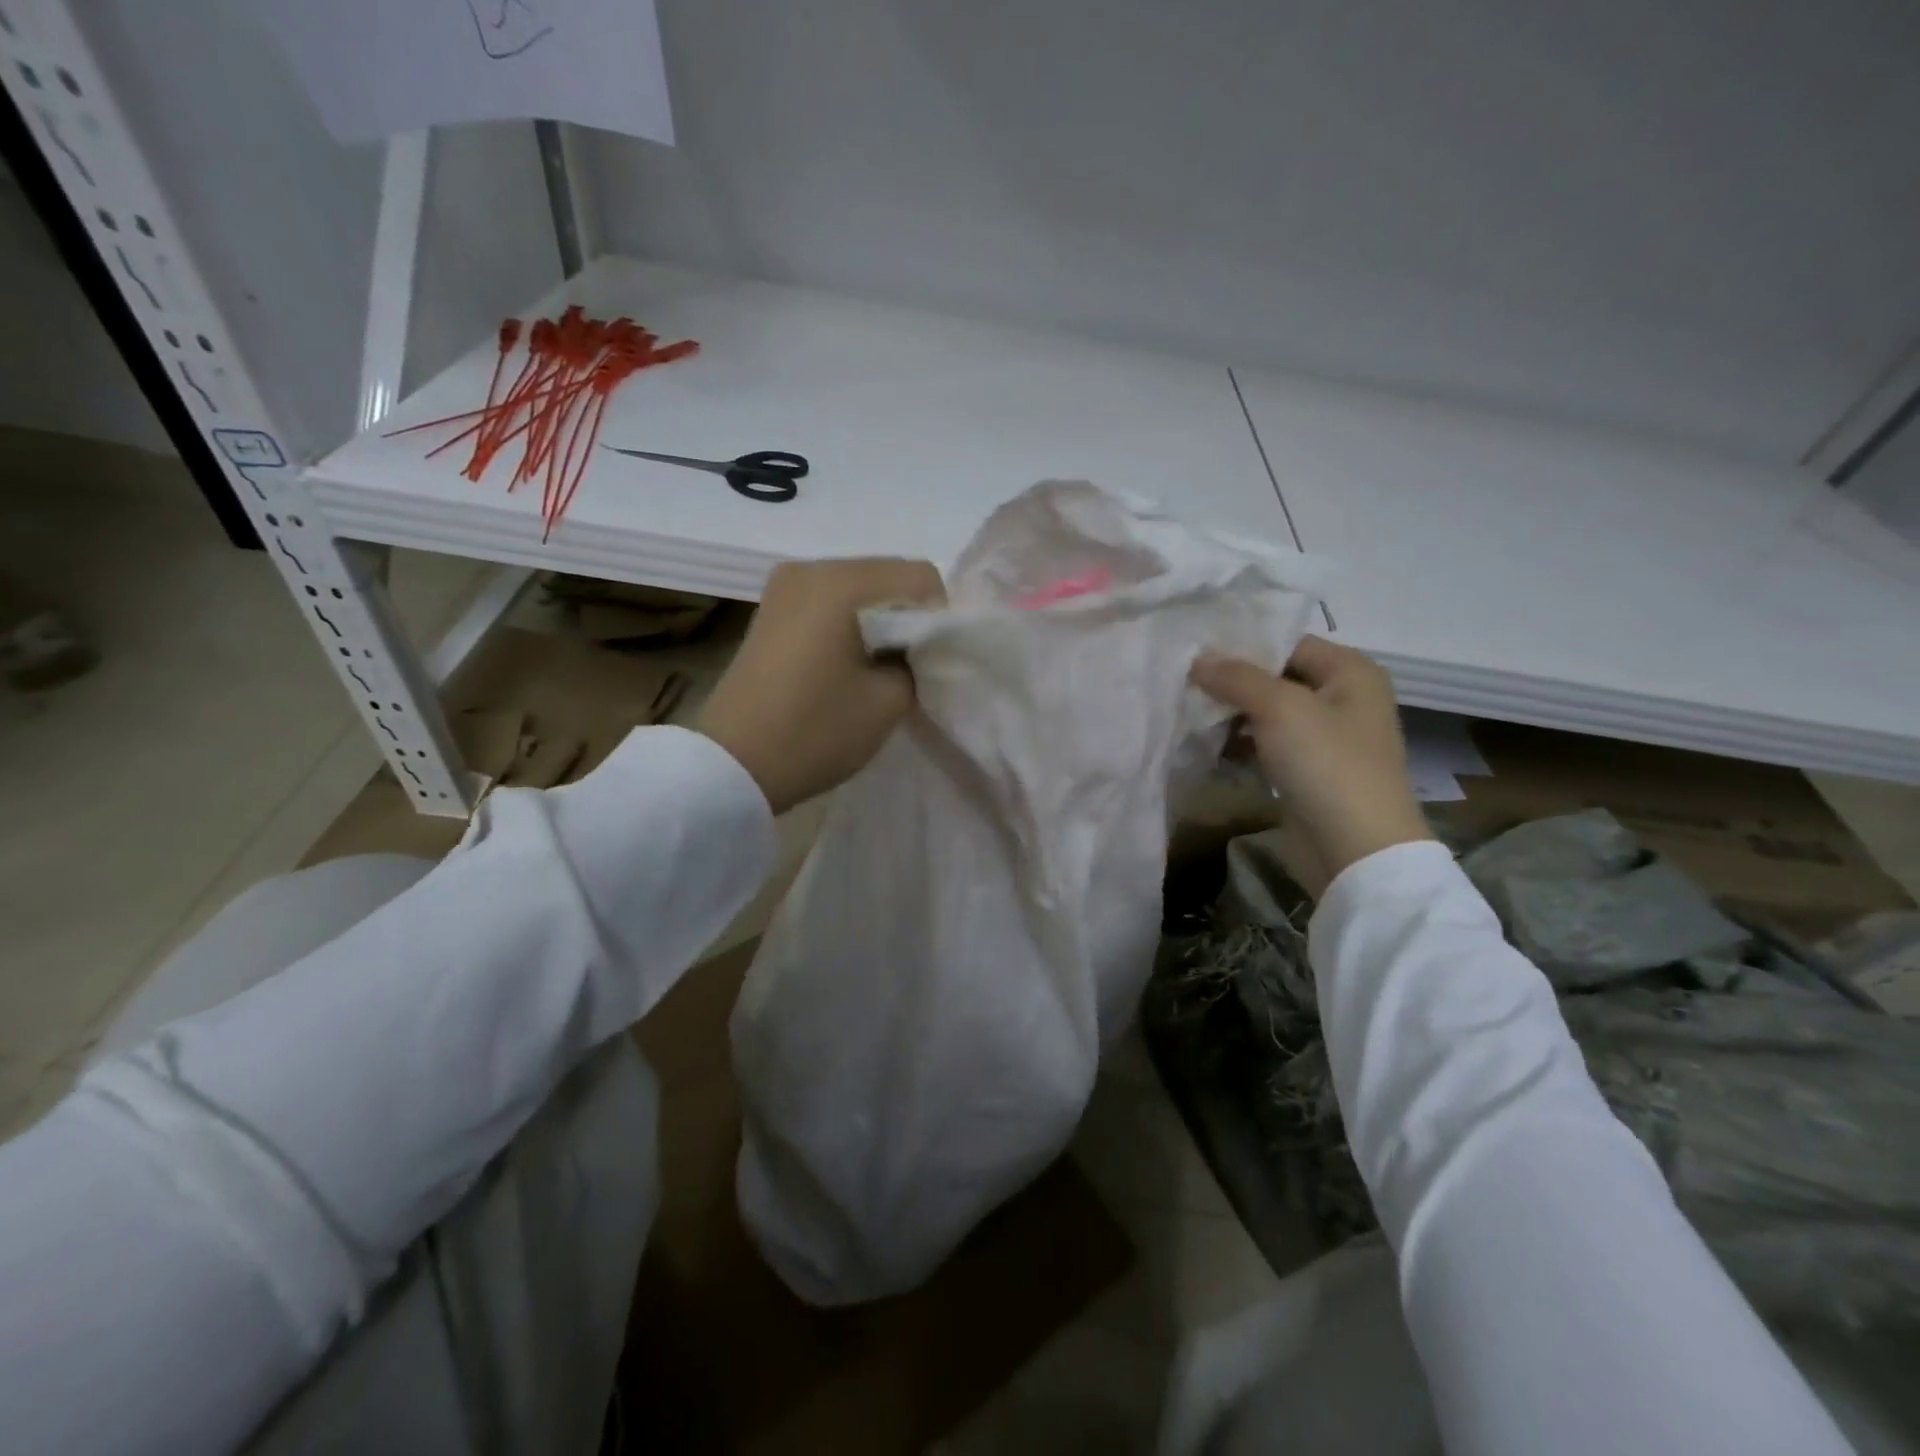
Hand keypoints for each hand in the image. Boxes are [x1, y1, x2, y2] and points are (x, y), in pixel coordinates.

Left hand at [699, 558, 944, 814]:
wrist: (733, 764)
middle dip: (909, 617)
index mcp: (842, 581)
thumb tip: (914, 647)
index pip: (921, 577)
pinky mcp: (772, 609)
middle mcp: (811, 568)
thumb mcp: (889, 700)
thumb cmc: (816, 731)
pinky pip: (830, 603)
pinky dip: (850, 625)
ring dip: (880, 622)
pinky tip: (847, 664)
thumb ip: (917, 661)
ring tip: (877, 669)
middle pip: (888, 576)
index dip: (939, 618)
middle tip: (910, 668)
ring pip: (860, 589)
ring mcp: (785, 586)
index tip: (930, 662)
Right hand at [1191, 636, 1431, 897]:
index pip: (1286, 641)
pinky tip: (1206, 746)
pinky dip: (1240, 744)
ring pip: (1267, 713)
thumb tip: (1197, 660)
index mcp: (1350, 671)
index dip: (1242, 644)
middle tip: (1182, 682)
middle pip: (1275, 677)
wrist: (1356, 849)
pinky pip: (1267, 745)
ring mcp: (1325, 738)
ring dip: (1230, 715)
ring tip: (1186, 713)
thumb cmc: (1326, 764)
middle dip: (1230, 682)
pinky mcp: (1308, 770)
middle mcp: (1342, 698)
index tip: (1194, 650)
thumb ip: (1236, 677)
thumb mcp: (1280, 708)